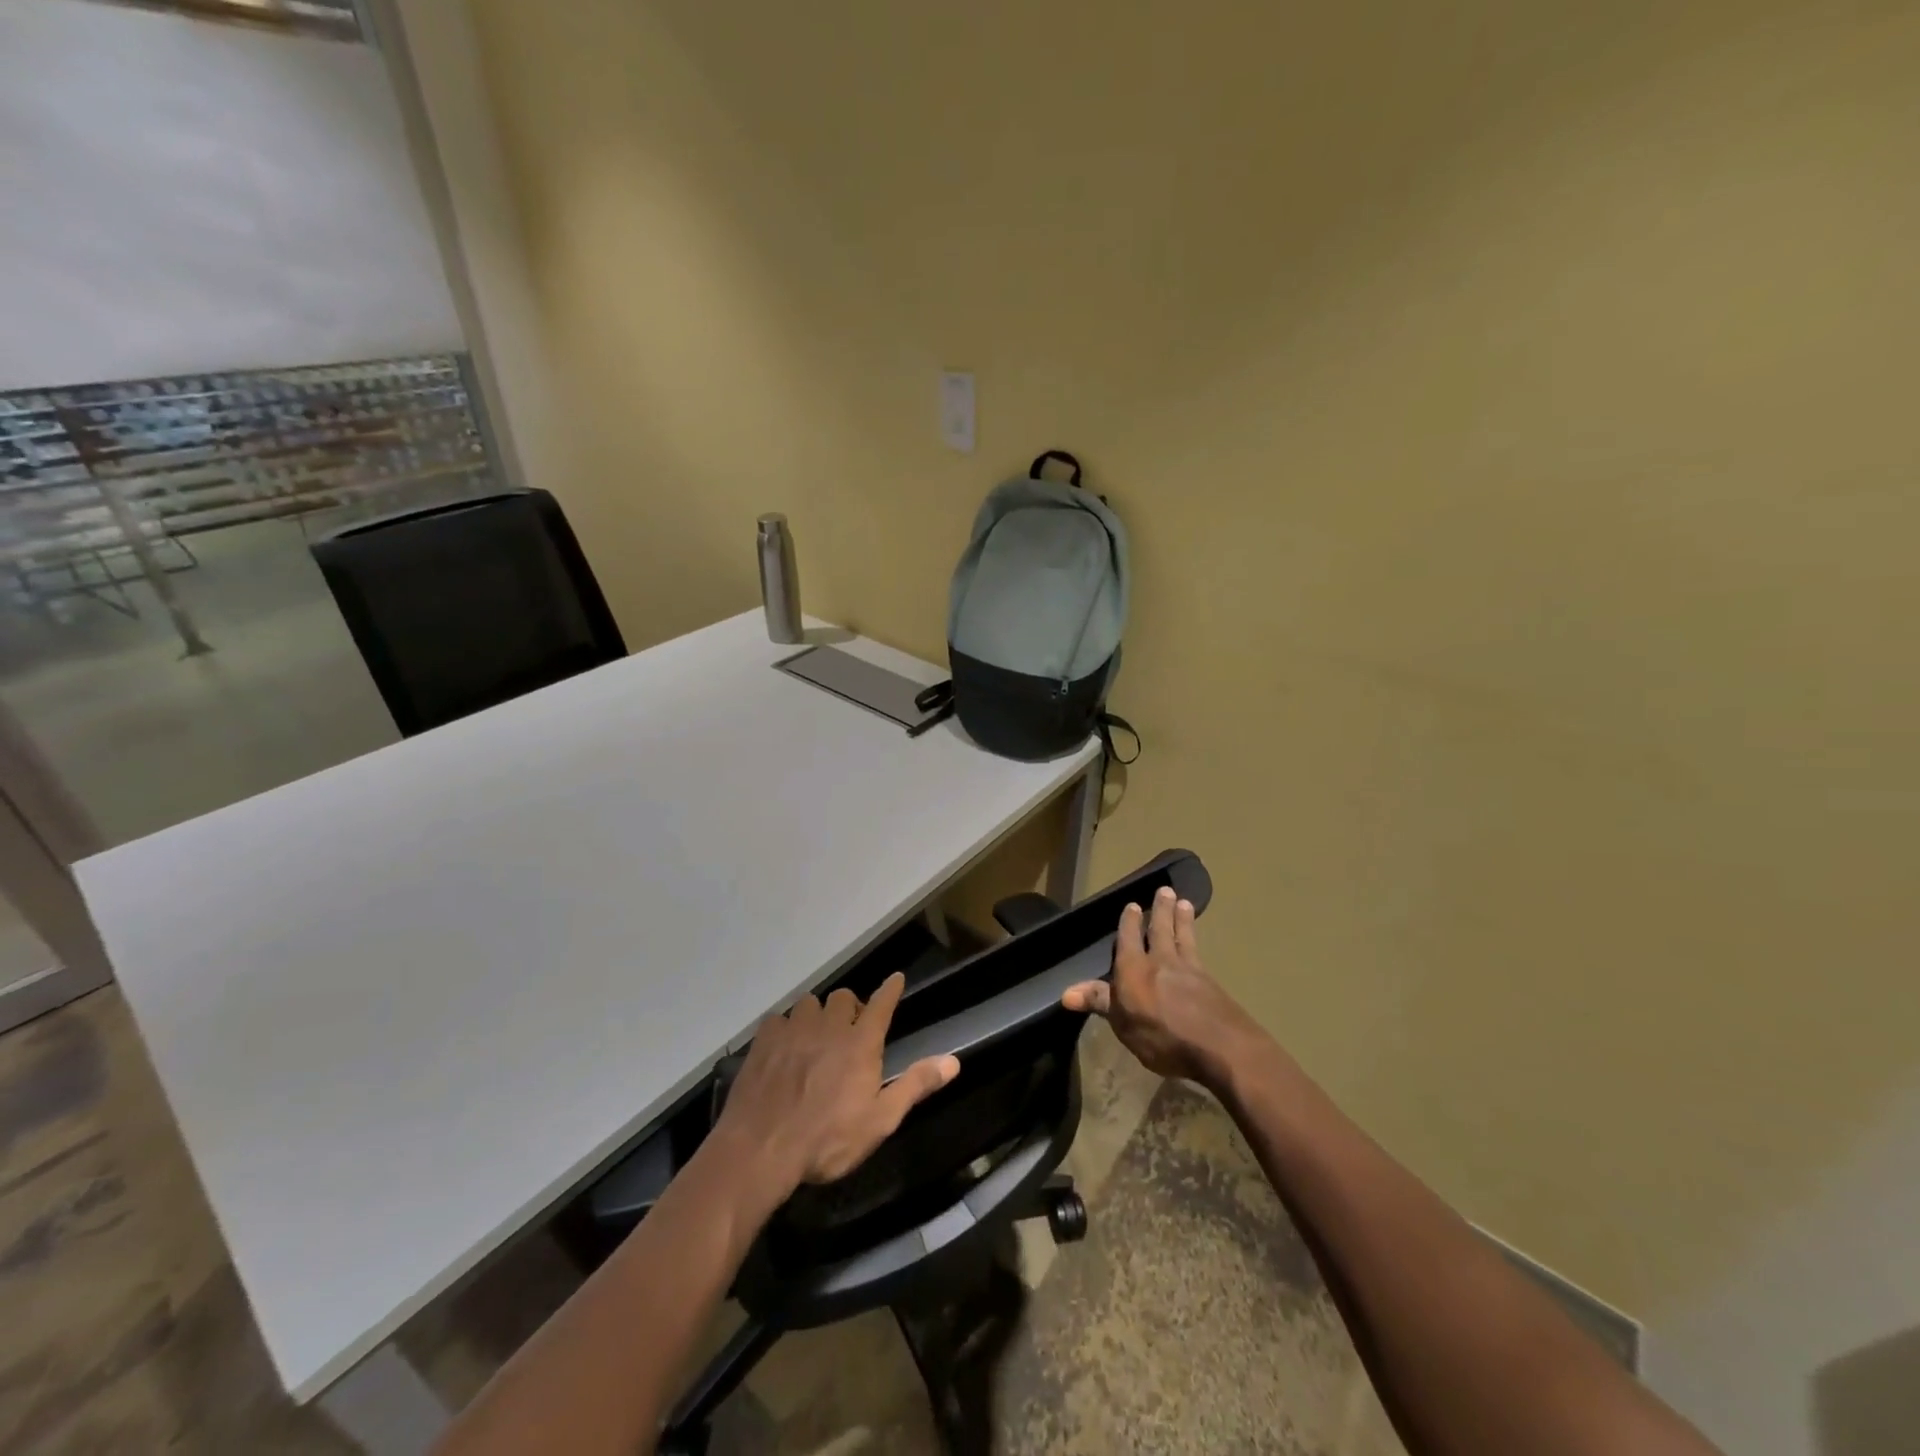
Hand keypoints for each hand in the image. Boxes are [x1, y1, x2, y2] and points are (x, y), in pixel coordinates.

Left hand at [716, 972, 960, 1193]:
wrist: (761, 1149)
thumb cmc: (827, 1140)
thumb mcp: (880, 1121)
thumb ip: (915, 1085)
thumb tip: (953, 1061)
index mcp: (861, 1043)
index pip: (882, 1004)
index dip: (891, 989)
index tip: (896, 978)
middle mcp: (829, 1026)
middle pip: (844, 997)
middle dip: (851, 1008)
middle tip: (850, 1031)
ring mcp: (794, 1029)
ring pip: (810, 1003)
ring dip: (817, 1015)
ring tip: (815, 1037)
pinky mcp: (764, 1040)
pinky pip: (779, 1018)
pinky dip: (785, 1027)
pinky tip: (783, 1047)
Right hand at [1062, 886, 1265, 1087]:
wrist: (1220, 1046)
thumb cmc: (1163, 1037)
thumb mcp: (1123, 1023)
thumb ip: (1100, 1001)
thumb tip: (1065, 992)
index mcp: (1134, 969)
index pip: (1128, 939)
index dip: (1129, 922)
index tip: (1132, 904)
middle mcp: (1161, 961)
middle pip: (1160, 930)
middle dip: (1160, 910)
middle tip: (1165, 890)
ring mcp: (1190, 970)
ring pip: (1182, 937)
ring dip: (1182, 919)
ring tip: (1184, 902)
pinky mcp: (1211, 983)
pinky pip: (1199, 953)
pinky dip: (1196, 941)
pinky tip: (1198, 944)